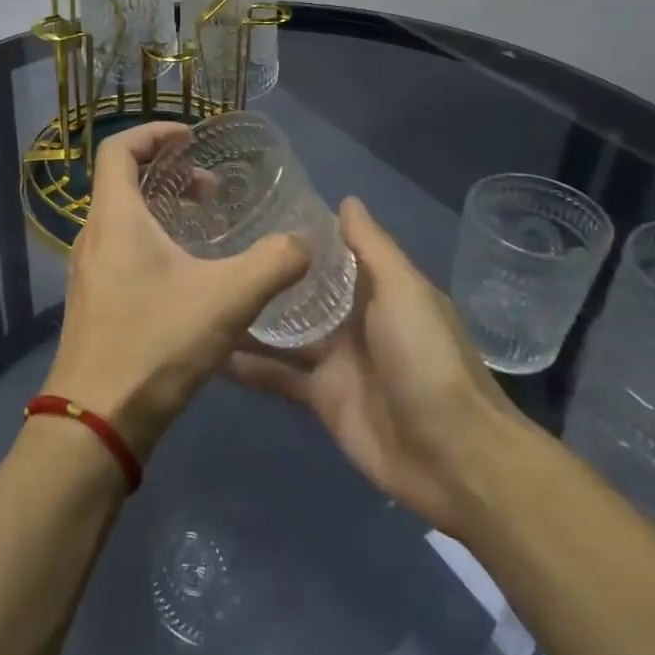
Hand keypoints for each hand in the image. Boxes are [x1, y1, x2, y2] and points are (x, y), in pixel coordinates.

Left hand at [44, 122, 309, 460]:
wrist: (96, 421)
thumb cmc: (156, 344)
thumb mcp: (228, 299)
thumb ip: (274, 263)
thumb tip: (306, 240)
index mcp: (115, 218)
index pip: (118, 149)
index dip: (154, 133)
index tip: (192, 139)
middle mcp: (93, 236)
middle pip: (123, 181)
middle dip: (169, 173)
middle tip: (212, 189)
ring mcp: (88, 271)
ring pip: (123, 218)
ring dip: (162, 209)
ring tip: (206, 226)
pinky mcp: (93, 300)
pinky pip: (121, 249)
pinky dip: (153, 241)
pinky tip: (189, 275)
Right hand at [227, 197, 529, 533]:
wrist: (451, 455)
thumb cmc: (426, 358)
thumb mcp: (403, 290)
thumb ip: (371, 248)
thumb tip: (346, 199)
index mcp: (379, 289)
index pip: (333, 253)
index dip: (299, 236)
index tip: (253, 212)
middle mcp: (355, 320)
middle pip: (304, 292)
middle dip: (267, 276)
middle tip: (212, 251)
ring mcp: (336, 361)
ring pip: (284, 333)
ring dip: (250, 319)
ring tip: (202, 295)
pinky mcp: (321, 399)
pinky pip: (277, 377)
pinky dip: (248, 368)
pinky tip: (210, 352)